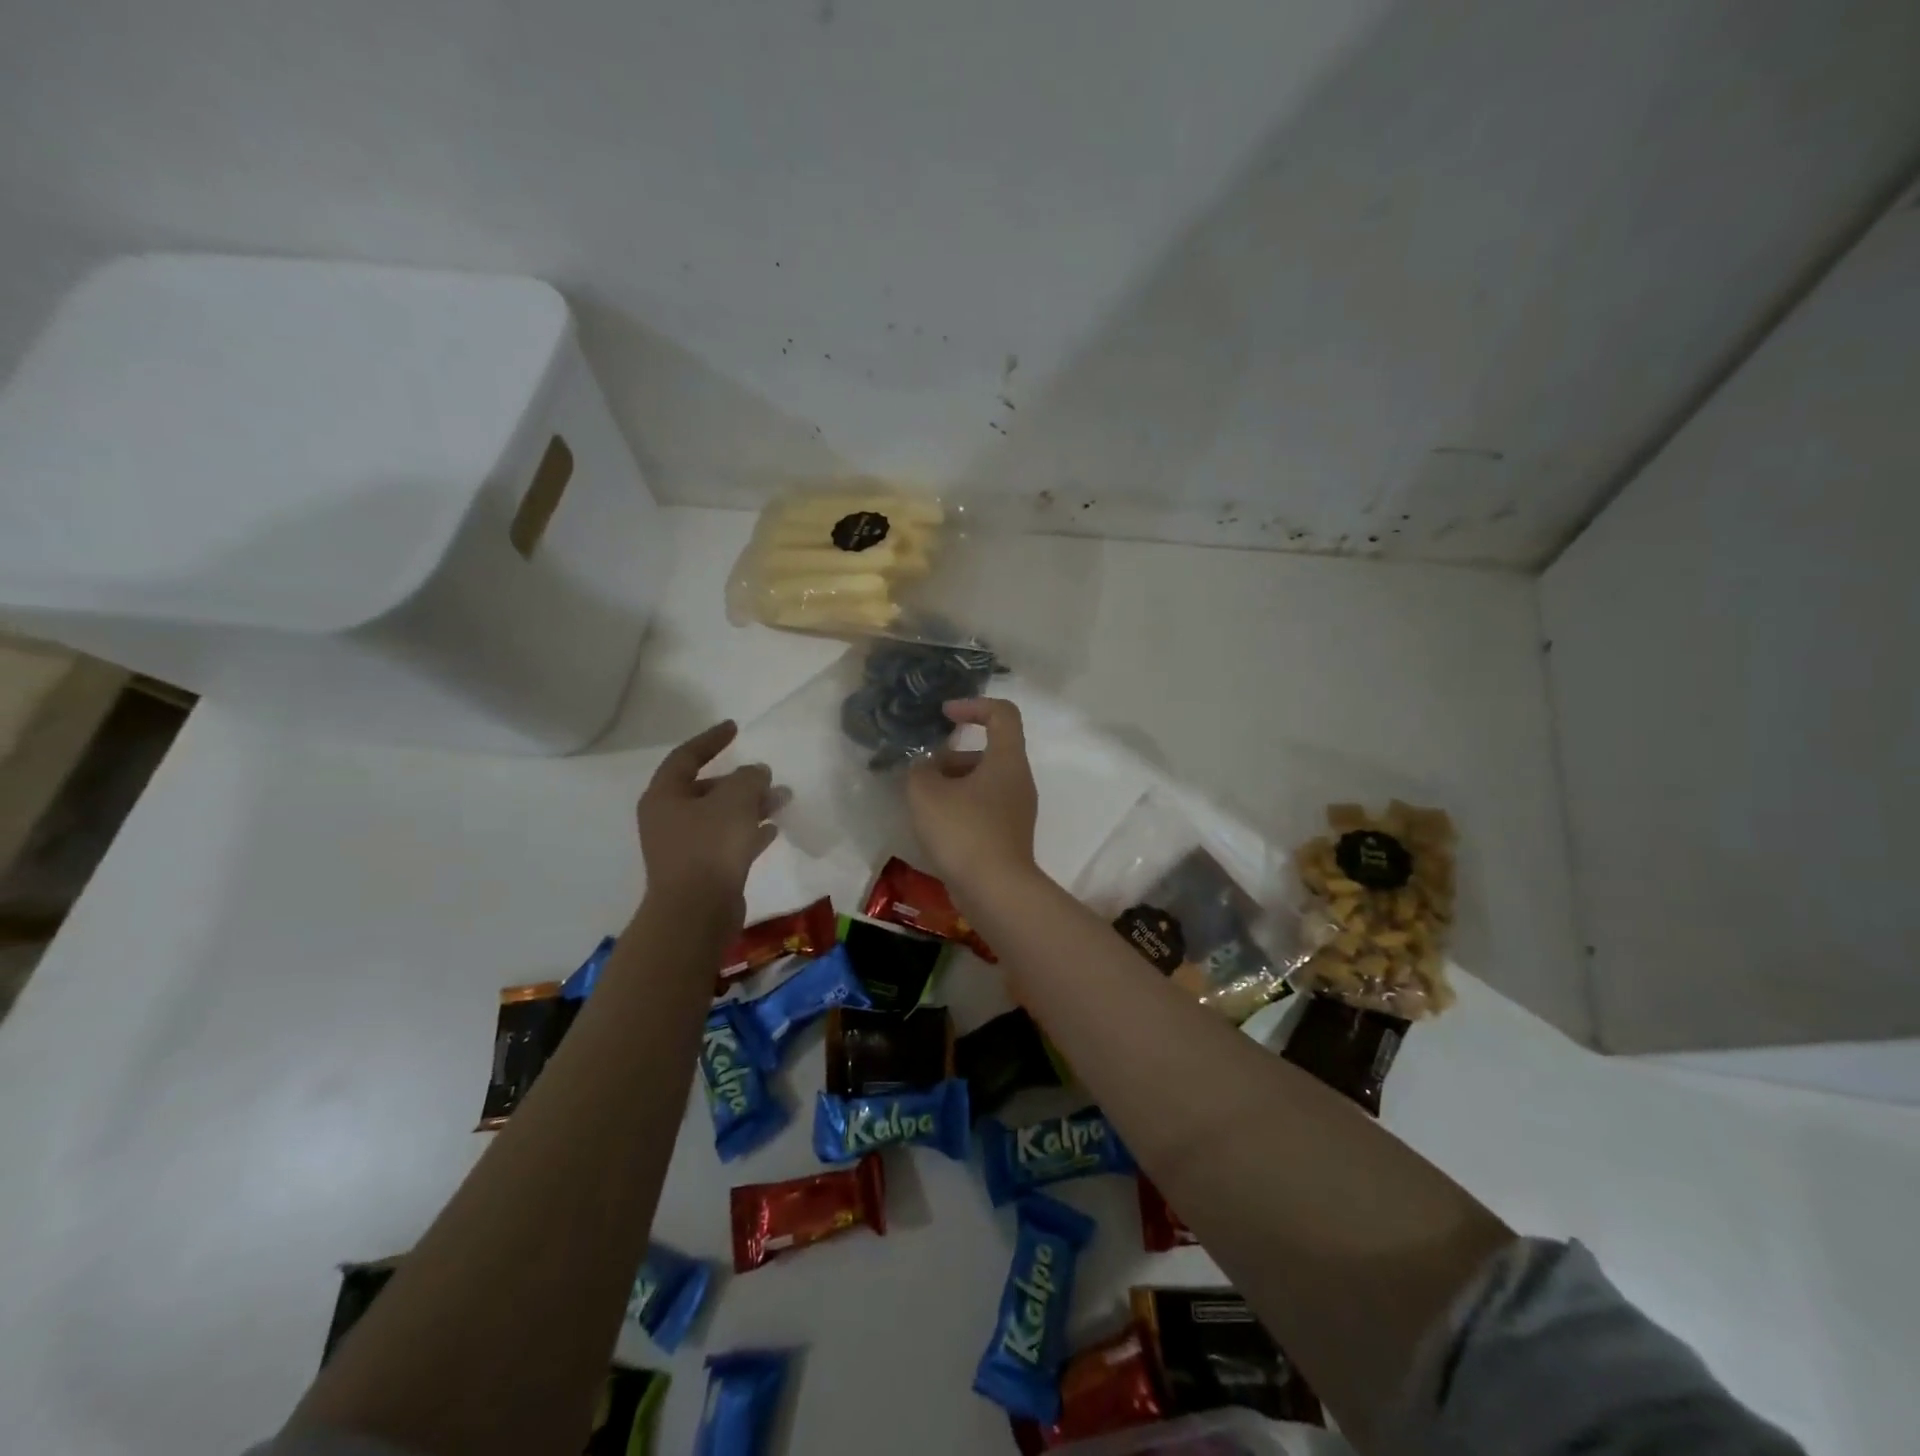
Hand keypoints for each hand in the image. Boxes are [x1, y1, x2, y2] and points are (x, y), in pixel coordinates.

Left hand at [637, 722, 778, 927]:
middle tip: (768, 775)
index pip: (686, 757)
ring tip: (782, 800)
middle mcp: (669, 819)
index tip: (734, 728)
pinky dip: (748, 832)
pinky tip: (773, 830)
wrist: (696, 913)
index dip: (711, 740)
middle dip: (740, 781)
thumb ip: (748, 778)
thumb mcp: (734, 800)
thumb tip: (756, 772)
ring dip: (750, 806)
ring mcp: (684, 847)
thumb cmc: (709, 847)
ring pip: (721, 816)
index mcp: (664, 796)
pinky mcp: (702, 871)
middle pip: (706, 789)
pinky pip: (727, 842)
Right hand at [906, 699, 1039, 894]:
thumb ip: (919, 770)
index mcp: (1006, 759)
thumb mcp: (926, 793)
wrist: (995, 891)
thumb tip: (923, 769)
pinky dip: (960, 806)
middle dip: (952, 755)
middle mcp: (1018, 779)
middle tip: (923, 772)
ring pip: (983, 781)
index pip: (1002, 713)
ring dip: (952, 782)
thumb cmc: (963, 831)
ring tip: (921, 802)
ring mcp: (1016, 810)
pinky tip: (935, 826)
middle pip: (988, 750)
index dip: (973, 706)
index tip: (944, 716)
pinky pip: (983, 807)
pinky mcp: (1009, 835)